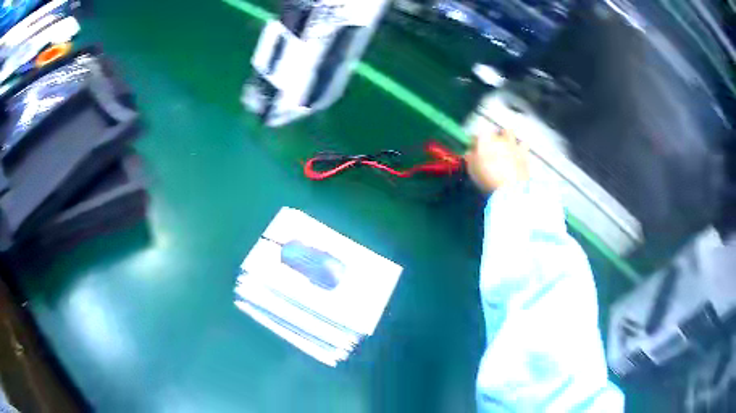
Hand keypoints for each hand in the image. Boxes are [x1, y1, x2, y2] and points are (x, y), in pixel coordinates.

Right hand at [464, 129, 529, 192]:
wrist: (511, 187)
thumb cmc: (487, 177)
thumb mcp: (472, 169)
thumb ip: (470, 158)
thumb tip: (469, 152)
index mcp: (485, 139)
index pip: (478, 134)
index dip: (476, 141)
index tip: (474, 148)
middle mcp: (500, 137)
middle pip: (495, 131)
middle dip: (495, 136)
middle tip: (492, 146)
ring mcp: (513, 144)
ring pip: (510, 132)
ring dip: (508, 137)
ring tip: (506, 147)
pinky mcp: (524, 153)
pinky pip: (523, 144)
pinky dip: (520, 147)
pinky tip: (518, 153)